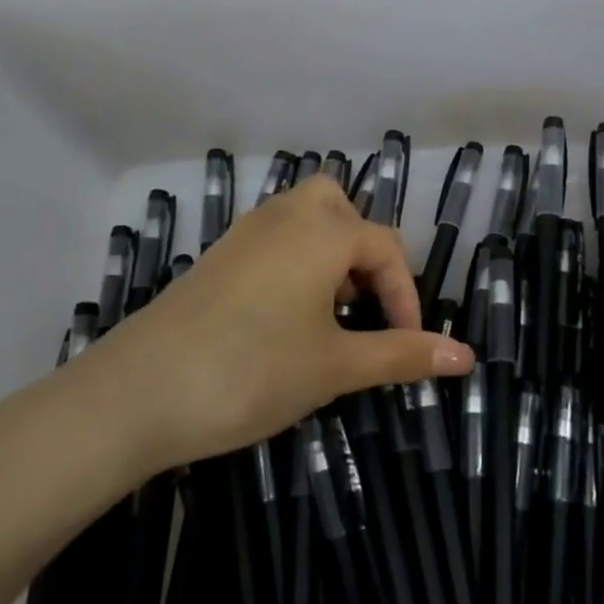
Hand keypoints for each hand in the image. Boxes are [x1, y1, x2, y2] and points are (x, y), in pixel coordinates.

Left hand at [48, 175, 473, 477]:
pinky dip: (296, 264)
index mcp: (323, 231)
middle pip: (343, 211)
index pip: (387, 248)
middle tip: (364, 307)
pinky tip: (285, 317)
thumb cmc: (252, 372)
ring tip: (329, 315)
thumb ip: (402, 355)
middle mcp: (286, 216)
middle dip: (365, 255)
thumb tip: (467, 358)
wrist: (137, 393)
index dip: (406, 297)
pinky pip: (274, 240)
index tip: (406, 346)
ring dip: (331, 257)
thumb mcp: (336, 367)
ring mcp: (245, 233)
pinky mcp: (218, 256)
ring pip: (306, 221)